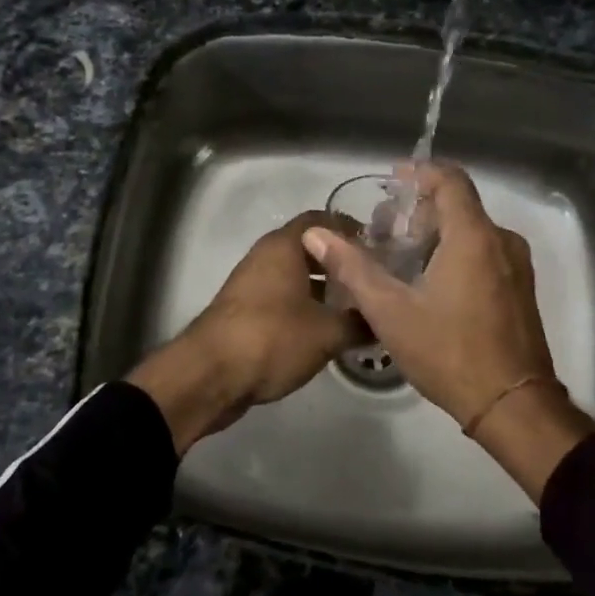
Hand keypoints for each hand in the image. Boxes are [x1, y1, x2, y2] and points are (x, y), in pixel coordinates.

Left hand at [128, 211, 357, 454]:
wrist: (210, 375)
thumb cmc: (272, 338)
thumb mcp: (327, 333)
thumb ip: (359, 322)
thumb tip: (384, 319)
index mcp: (283, 246)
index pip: (321, 220)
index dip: (350, 229)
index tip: (377, 246)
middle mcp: (265, 256)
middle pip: (308, 248)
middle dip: (338, 261)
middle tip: (371, 278)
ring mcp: (251, 284)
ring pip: (294, 275)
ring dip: (322, 286)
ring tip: (355, 306)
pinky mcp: (244, 311)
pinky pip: (282, 298)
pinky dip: (304, 305)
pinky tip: (325, 329)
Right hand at [302, 162, 551, 426]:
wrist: (512, 406)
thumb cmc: (449, 352)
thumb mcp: (390, 312)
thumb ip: (353, 267)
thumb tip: (316, 234)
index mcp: (474, 237)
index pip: (450, 180)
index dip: (420, 172)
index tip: (392, 181)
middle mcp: (501, 241)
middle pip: (460, 205)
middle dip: (420, 208)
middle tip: (385, 228)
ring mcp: (516, 266)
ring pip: (473, 231)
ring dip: (437, 232)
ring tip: (400, 256)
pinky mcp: (520, 289)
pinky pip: (486, 252)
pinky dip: (456, 252)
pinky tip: (430, 280)